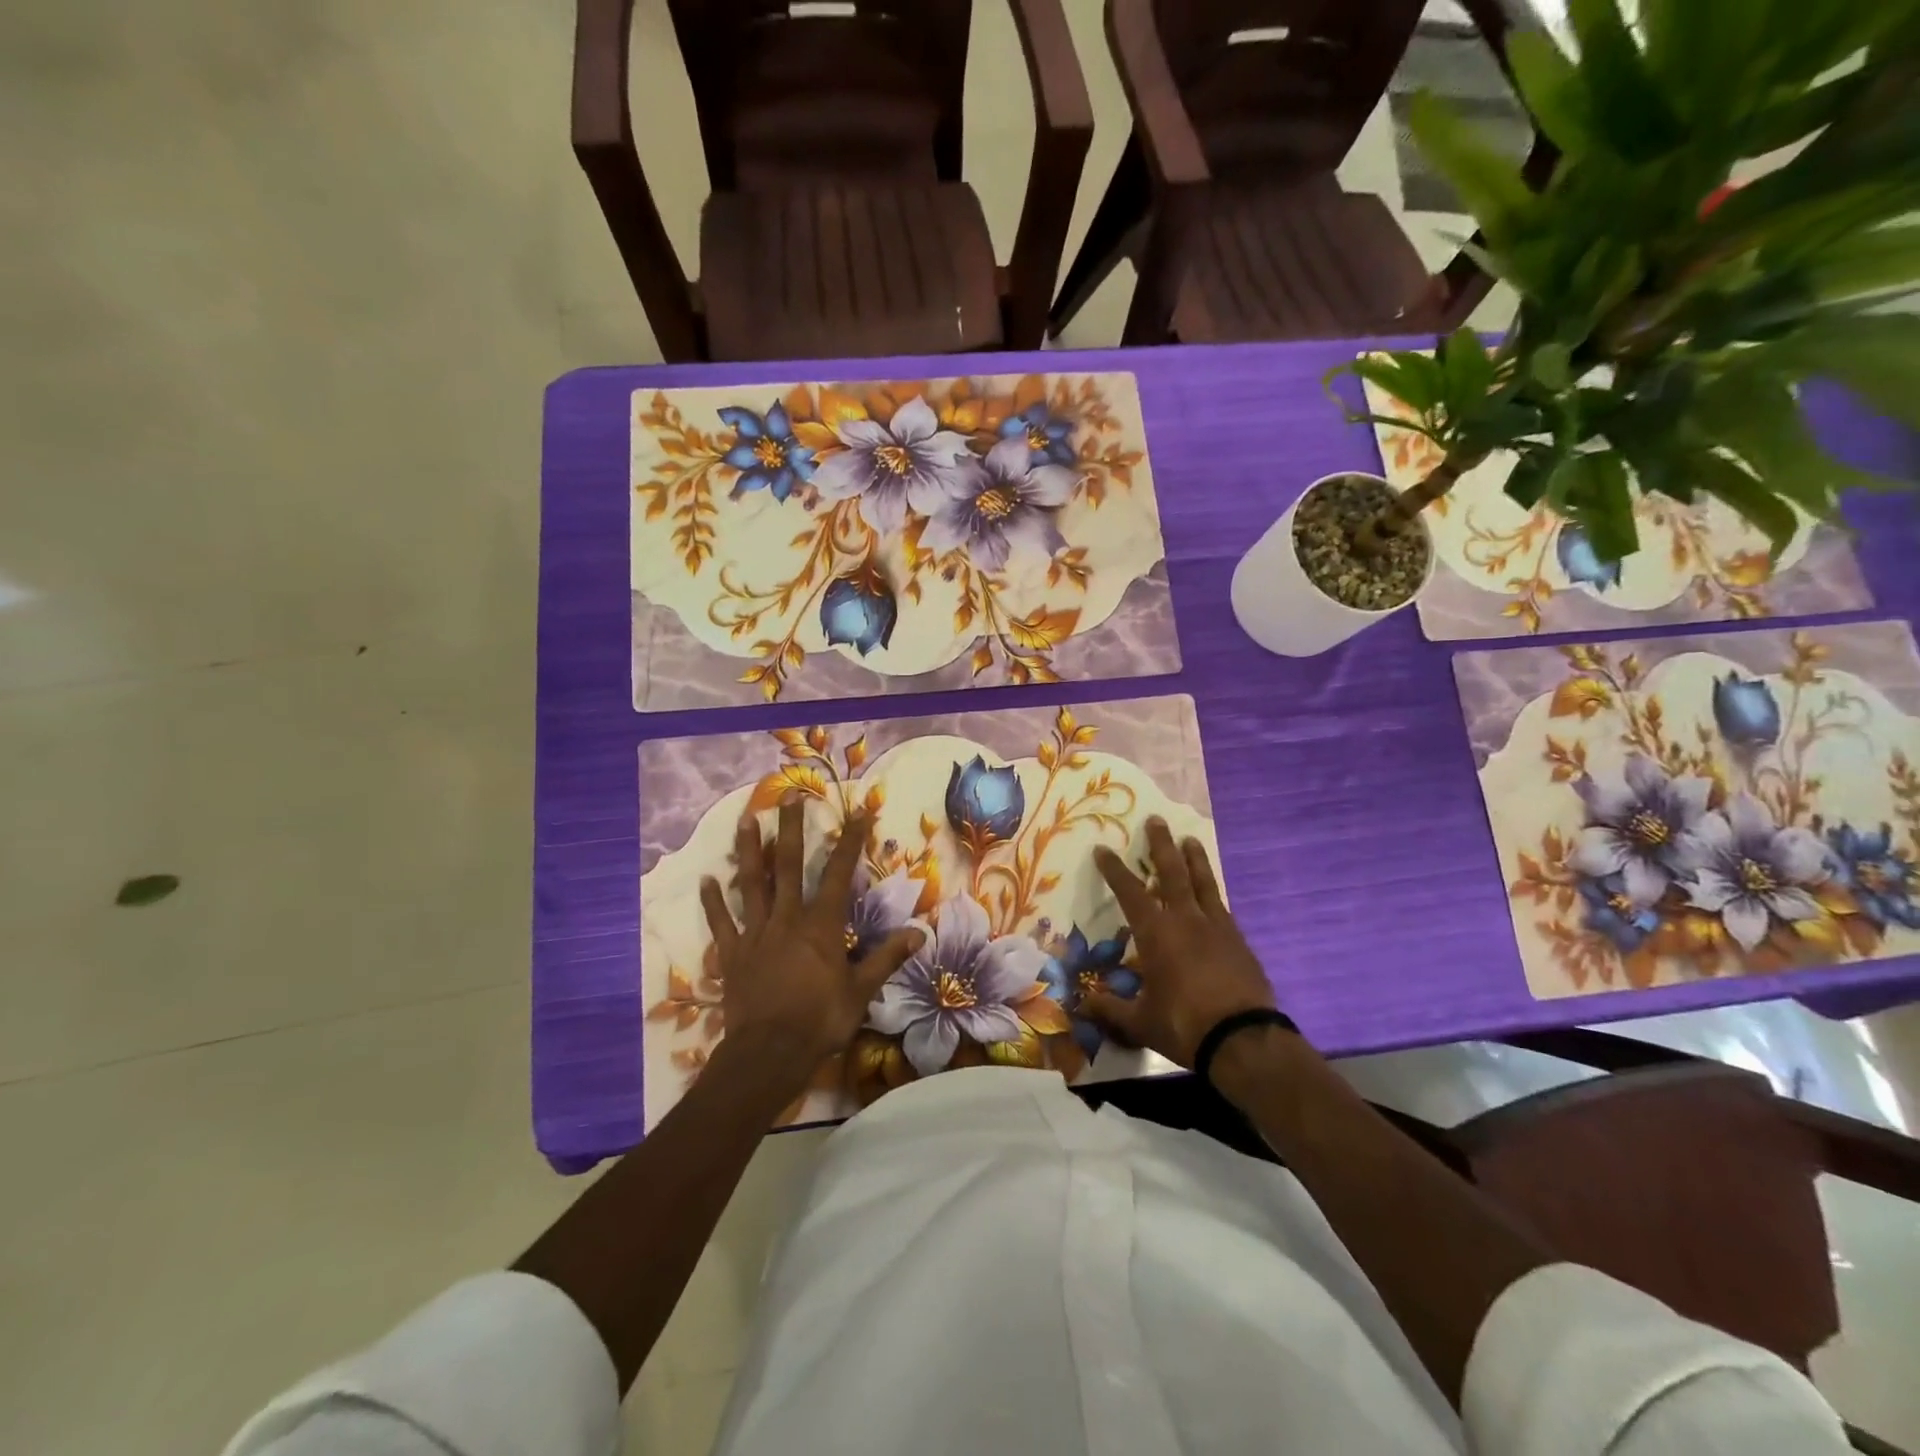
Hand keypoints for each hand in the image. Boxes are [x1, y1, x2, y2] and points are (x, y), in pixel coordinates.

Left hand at [701, 799, 921, 1095]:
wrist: (769, 1054)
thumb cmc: (820, 1020)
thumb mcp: (862, 991)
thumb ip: (887, 958)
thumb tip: (919, 932)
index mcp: (821, 925)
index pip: (840, 873)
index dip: (850, 840)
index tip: (856, 811)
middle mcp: (787, 918)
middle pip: (789, 865)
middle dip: (792, 829)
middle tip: (789, 796)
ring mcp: (756, 933)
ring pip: (752, 884)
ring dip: (749, 851)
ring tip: (746, 820)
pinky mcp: (732, 954)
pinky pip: (721, 923)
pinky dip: (713, 902)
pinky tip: (707, 880)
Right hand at [1081, 818, 1275, 1069]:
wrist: (1244, 1039)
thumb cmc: (1184, 1025)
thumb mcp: (1140, 1022)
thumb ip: (1110, 1008)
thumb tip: (1080, 1004)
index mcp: (1157, 933)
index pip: (1130, 892)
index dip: (1114, 870)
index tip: (1103, 849)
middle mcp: (1186, 920)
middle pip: (1172, 872)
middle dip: (1161, 845)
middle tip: (1156, 820)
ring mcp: (1217, 927)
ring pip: (1203, 882)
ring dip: (1194, 858)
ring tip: (1190, 838)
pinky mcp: (1239, 940)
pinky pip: (1221, 906)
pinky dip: (1212, 893)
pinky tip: (1211, 893)